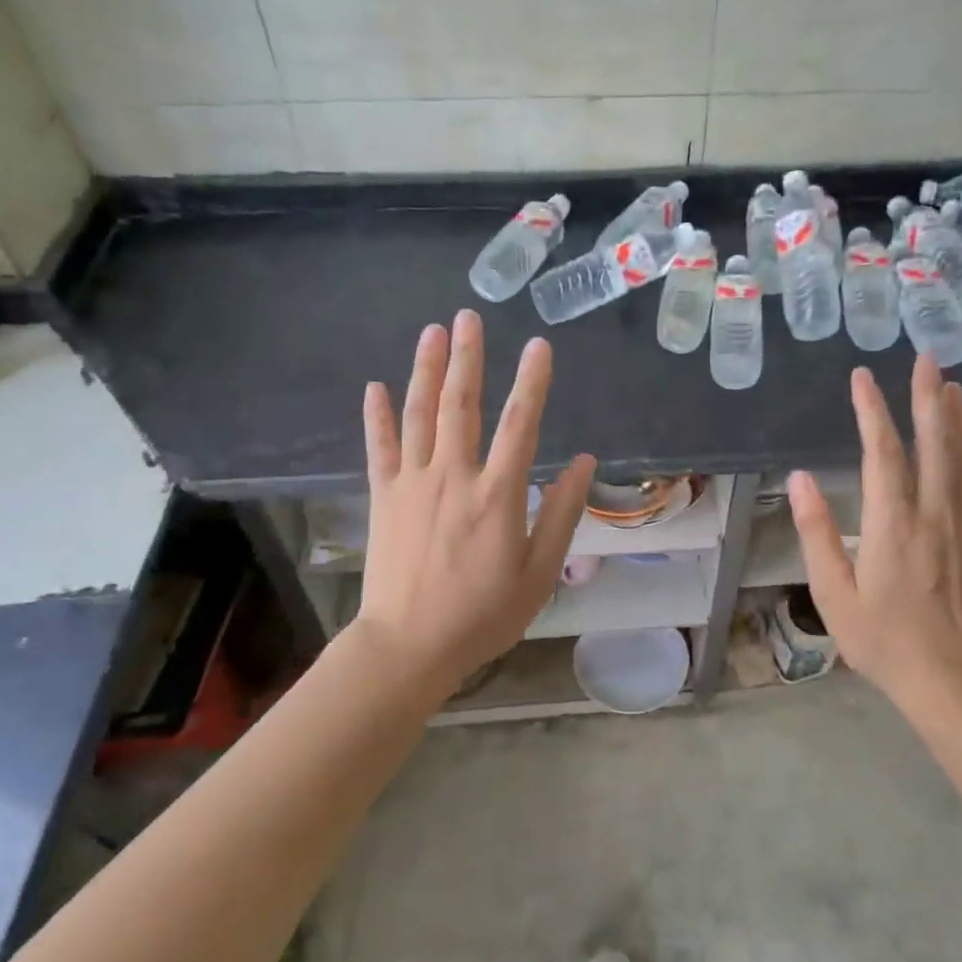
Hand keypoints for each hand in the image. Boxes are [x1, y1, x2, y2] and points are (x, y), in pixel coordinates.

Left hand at [354, 310, 594, 702]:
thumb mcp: (538, 572)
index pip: (520, 423)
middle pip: (461, 405)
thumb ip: (561, 514)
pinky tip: (375, 387)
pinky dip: (377, 416)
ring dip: (426, 370)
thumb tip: (586, 464)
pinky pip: (379, 448)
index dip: (532, 381)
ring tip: (432, 332)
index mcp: (497, 494)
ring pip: (419, 415)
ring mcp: (412, 483)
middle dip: (468, 358)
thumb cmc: (483, 614)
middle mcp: (454, 476)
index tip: (539, 345)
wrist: (409, 645)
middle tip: (469, 317)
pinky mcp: (383, 497)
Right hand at [788, 357, 961, 724]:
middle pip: (934, 441)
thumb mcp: (833, 593)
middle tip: (928, 359)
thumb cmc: (884, 641)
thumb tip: (799, 479)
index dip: (871, 410)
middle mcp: (934, 513)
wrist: (954, 681)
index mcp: (892, 524)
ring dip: (958, 417)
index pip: (882, 452)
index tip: (862, 378)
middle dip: (928, 396)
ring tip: (952, 385)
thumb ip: (816, 533)